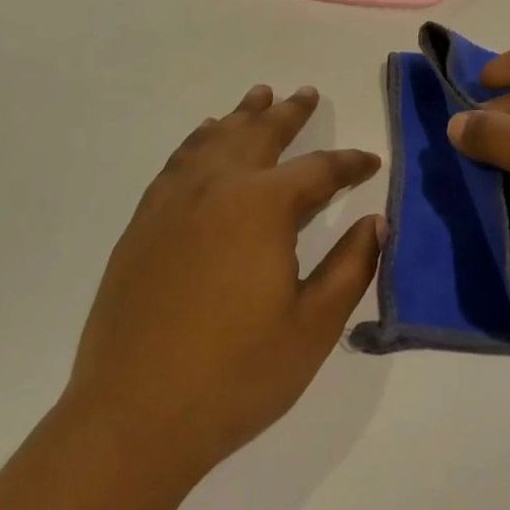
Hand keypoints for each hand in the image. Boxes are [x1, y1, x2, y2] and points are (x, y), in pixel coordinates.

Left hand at [63, 85, 382, 498]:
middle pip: (260, 133)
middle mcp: (217, 186)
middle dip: (289, 113)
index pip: (318, 170)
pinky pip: (178, 161)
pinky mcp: (144, 221)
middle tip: (308, 94)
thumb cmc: (236, 375)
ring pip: (215, 138)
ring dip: (242, 115)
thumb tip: (375, 222)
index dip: (349, 164)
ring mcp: (174, 201)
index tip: (370, 161)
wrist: (134, 415)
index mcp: (263, 206)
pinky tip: (205, 137)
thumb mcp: (313, 327)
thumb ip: (351, 267)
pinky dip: (199, 139)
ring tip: (259, 95)